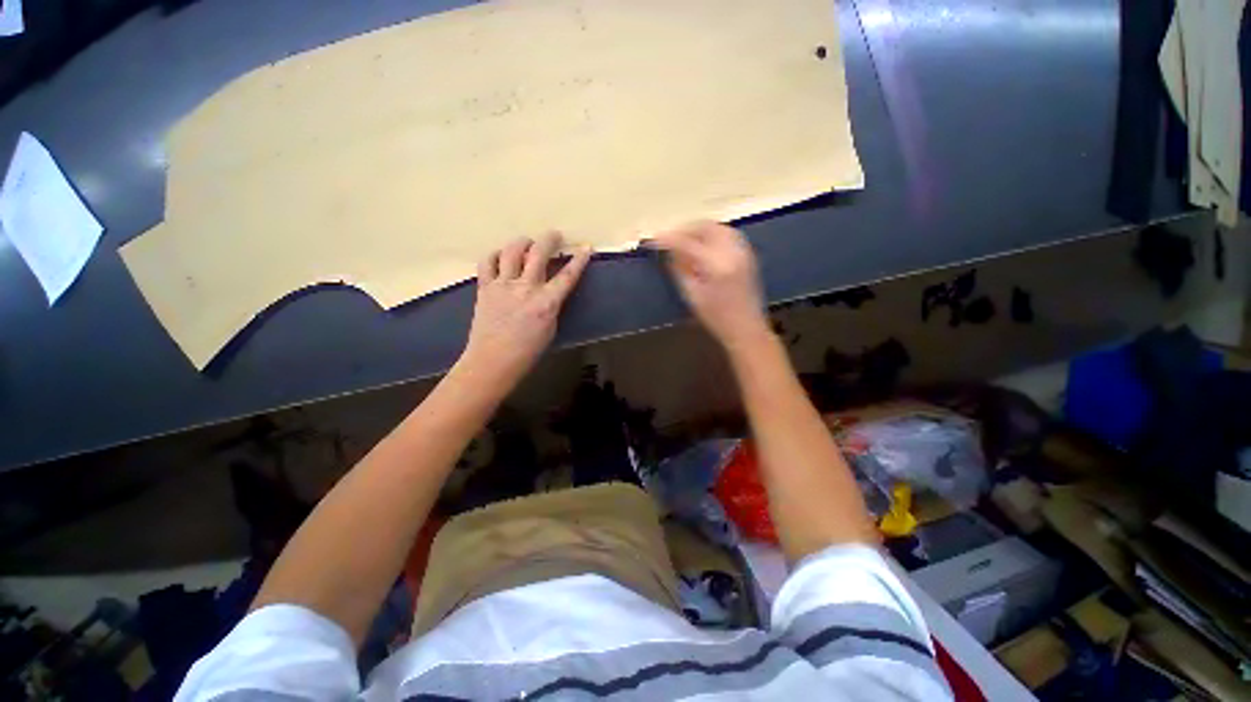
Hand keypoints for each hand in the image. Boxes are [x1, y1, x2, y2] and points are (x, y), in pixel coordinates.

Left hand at [462, 233, 591, 384]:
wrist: (493, 361)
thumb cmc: (528, 351)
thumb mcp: (551, 328)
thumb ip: (552, 305)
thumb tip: (551, 291)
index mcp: (546, 302)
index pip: (567, 275)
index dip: (579, 260)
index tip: (585, 248)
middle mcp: (525, 288)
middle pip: (539, 253)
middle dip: (549, 239)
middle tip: (554, 235)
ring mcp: (503, 285)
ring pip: (512, 251)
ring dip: (522, 242)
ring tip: (527, 242)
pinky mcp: (485, 287)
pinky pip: (487, 262)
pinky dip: (495, 255)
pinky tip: (501, 257)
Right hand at [652, 221, 769, 349]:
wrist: (747, 329)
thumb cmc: (716, 318)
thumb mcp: (692, 296)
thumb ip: (680, 270)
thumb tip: (670, 251)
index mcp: (716, 265)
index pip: (687, 243)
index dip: (668, 239)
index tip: (653, 240)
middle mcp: (732, 251)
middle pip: (704, 227)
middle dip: (684, 229)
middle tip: (669, 239)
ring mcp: (743, 250)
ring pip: (717, 227)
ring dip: (697, 230)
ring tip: (683, 241)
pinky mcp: (748, 253)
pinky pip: (727, 233)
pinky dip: (711, 233)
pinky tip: (702, 244)